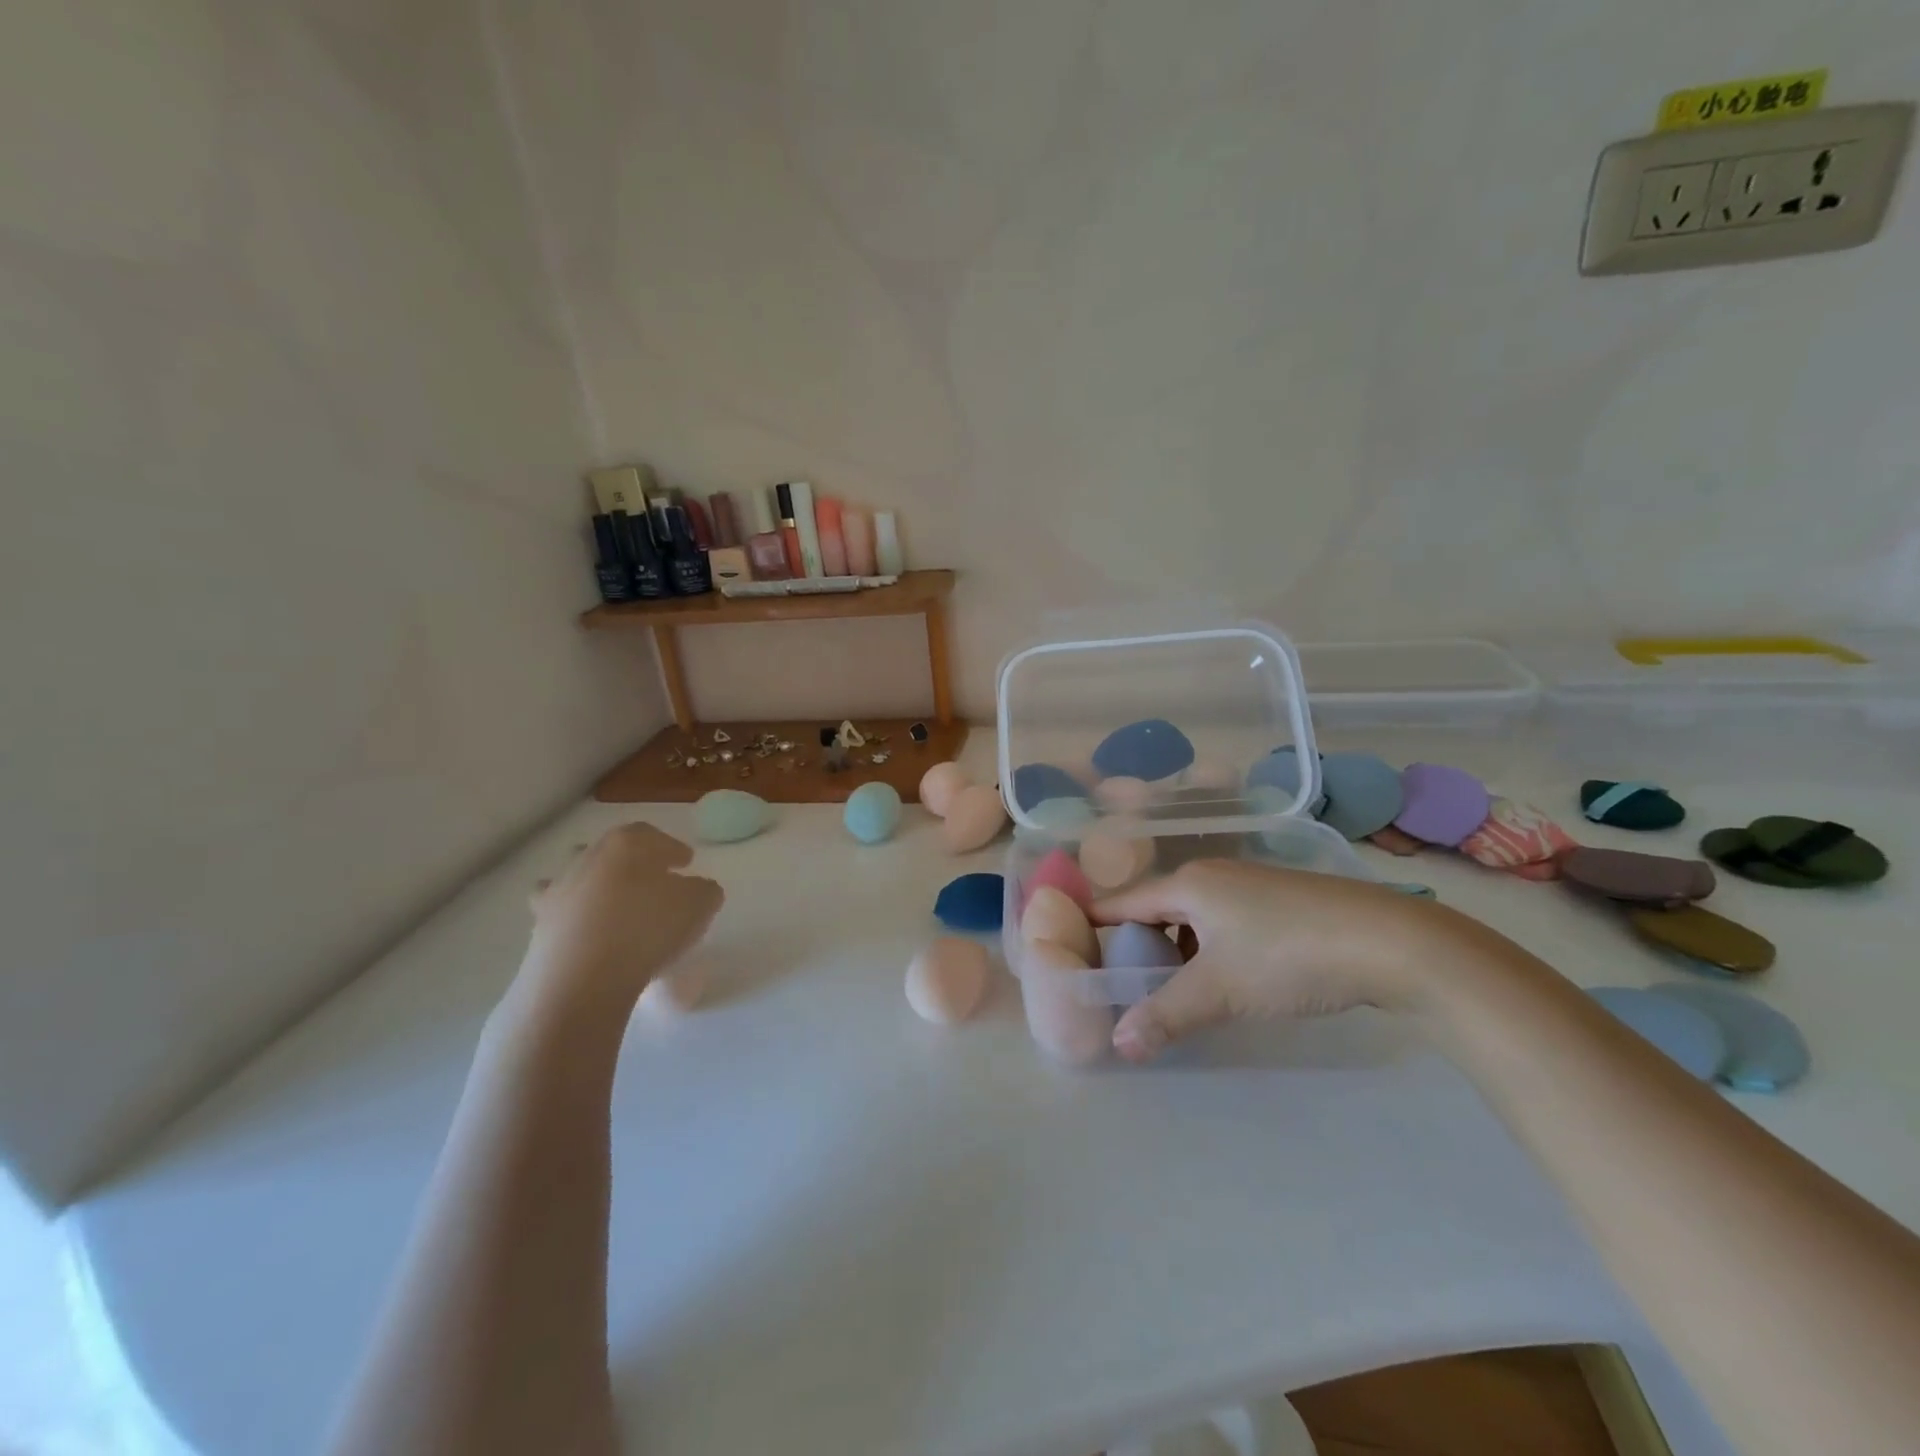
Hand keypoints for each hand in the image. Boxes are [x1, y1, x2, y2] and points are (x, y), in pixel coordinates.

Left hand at [522, 823, 721, 1012]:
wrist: (582, 978)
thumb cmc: (648, 929)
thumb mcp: (700, 905)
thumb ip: (704, 890)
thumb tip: (695, 889)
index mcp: (627, 843)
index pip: (653, 836)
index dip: (671, 848)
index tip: (686, 862)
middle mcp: (588, 857)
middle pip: (614, 851)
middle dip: (634, 863)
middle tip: (654, 882)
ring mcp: (559, 889)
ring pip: (582, 877)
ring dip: (600, 886)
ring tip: (619, 908)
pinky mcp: (540, 924)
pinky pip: (561, 912)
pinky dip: (575, 917)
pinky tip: (590, 933)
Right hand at [1090, 859, 1437, 1062]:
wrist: (1392, 943)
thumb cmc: (1288, 957)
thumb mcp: (1219, 990)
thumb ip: (1165, 1015)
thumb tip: (1118, 1043)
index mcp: (1188, 884)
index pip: (1122, 902)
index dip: (1093, 925)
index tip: (1071, 951)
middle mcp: (1213, 875)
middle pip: (1156, 908)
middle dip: (1136, 945)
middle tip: (1122, 986)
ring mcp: (1250, 885)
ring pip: (1193, 917)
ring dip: (1176, 951)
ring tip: (1171, 992)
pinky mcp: (1281, 902)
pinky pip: (1224, 922)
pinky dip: (1209, 949)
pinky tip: (1224, 980)